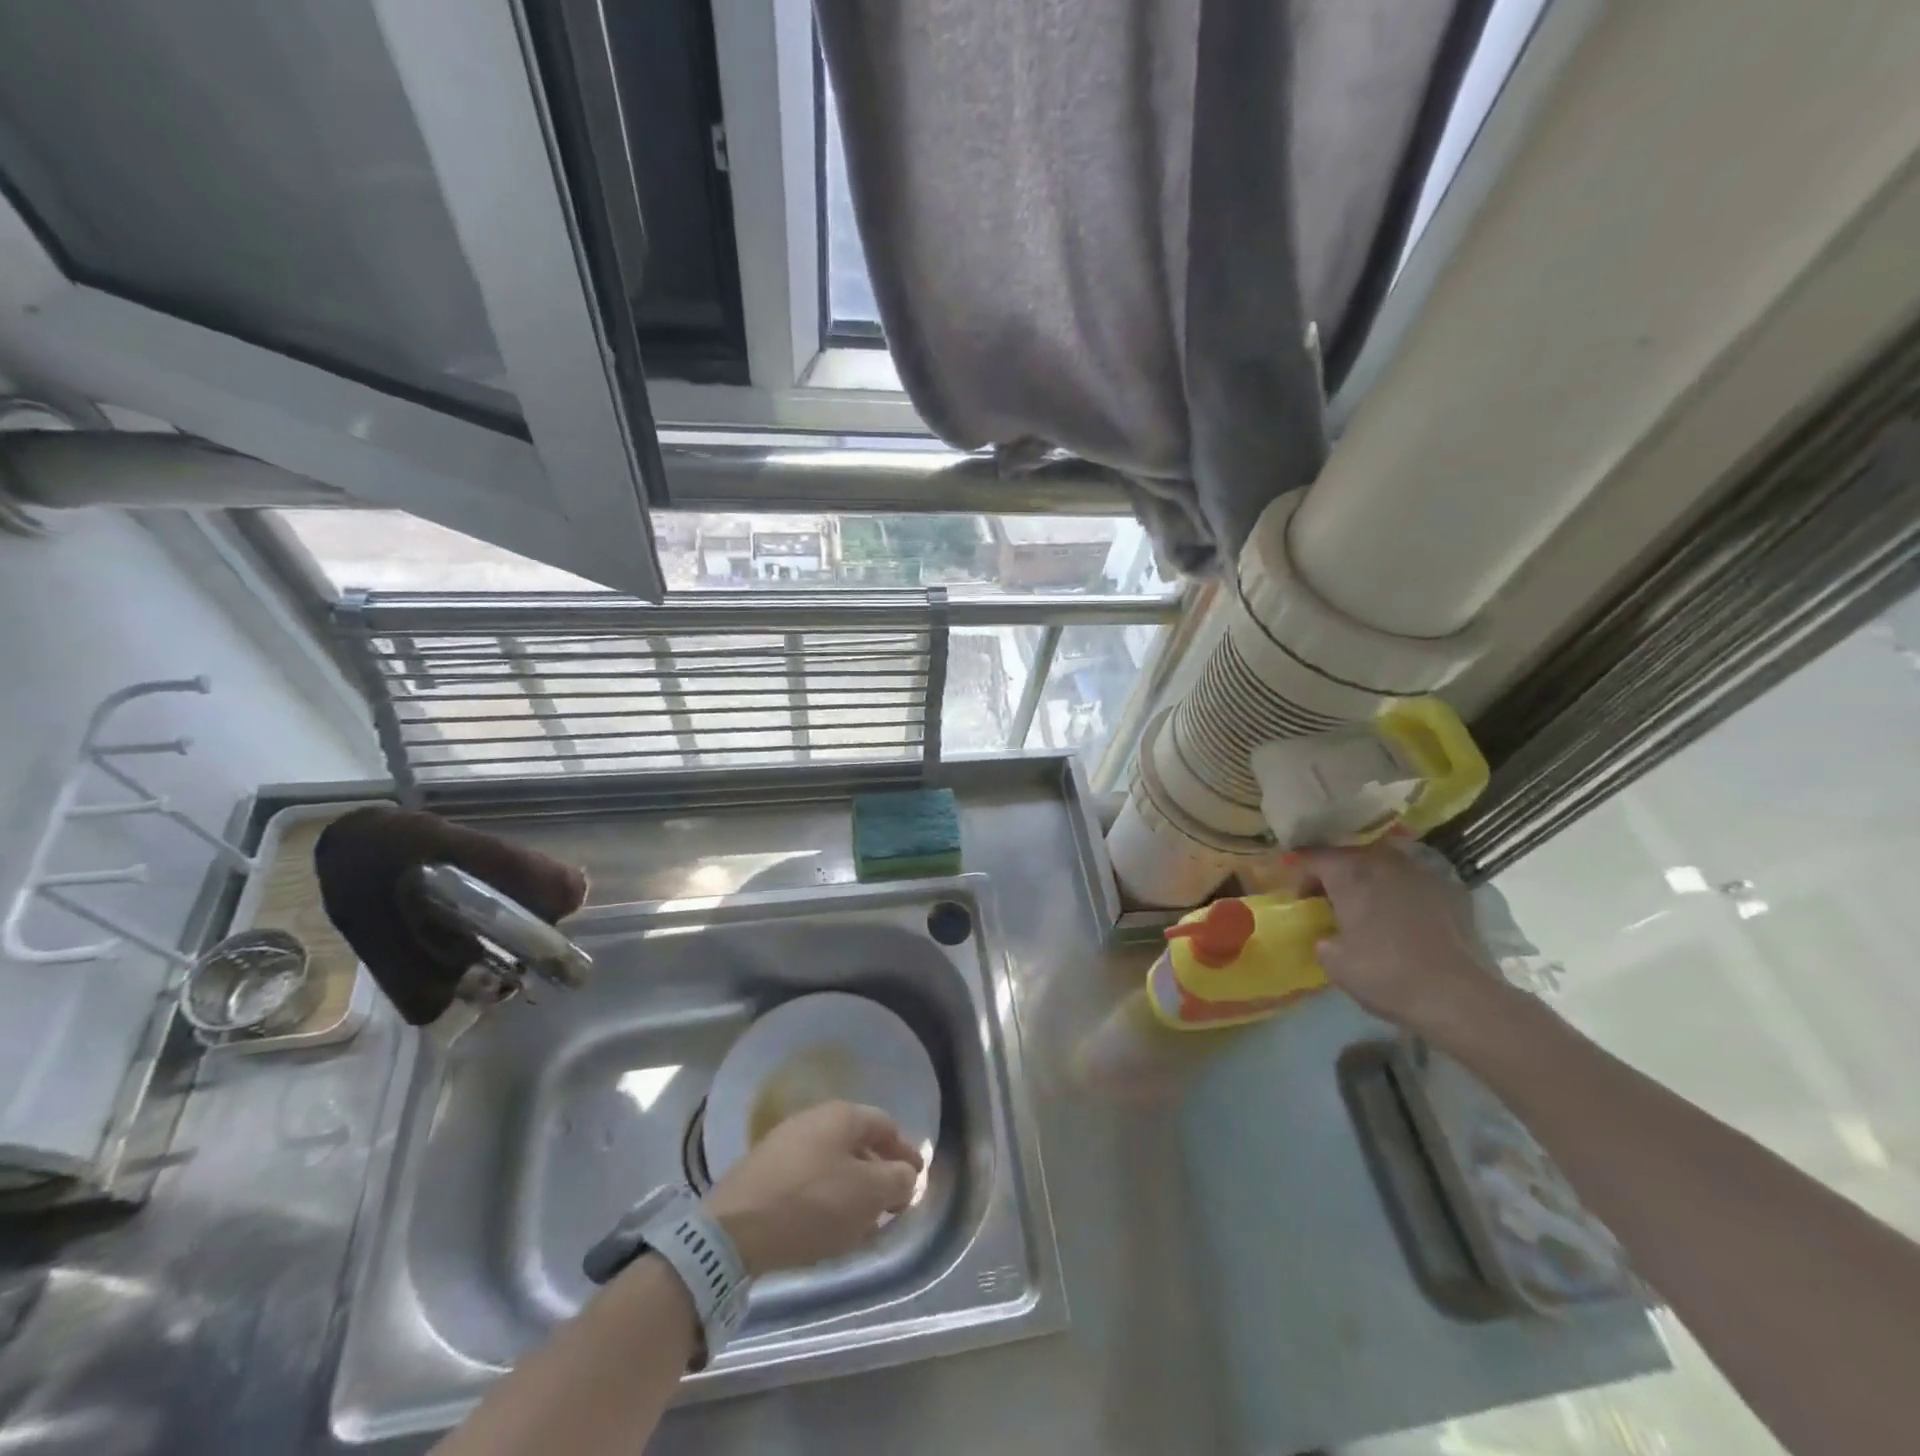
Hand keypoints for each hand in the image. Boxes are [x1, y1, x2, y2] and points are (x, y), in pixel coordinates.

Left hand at [703, 1101, 923, 1277]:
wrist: (733, 1231)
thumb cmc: (811, 1205)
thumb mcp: (867, 1195)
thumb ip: (897, 1180)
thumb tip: (906, 1174)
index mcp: (842, 1115)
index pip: (886, 1126)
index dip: (906, 1152)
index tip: (917, 1179)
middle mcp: (814, 1118)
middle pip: (858, 1143)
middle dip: (878, 1173)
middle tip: (891, 1204)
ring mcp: (785, 1143)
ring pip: (832, 1163)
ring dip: (852, 1189)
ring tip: (861, 1222)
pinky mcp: (763, 1171)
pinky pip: (808, 1179)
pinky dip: (826, 1198)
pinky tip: (826, 1226)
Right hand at [1293, 842, 1513, 1041]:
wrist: (1458, 997)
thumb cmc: (1385, 975)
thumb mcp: (1334, 963)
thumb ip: (1323, 939)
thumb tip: (1329, 936)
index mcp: (1350, 874)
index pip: (1315, 858)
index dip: (1302, 876)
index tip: (1300, 900)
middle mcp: (1384, 862)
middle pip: (1351, 856)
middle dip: (1338, 875)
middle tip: (1331, 901)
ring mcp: (1423, 873)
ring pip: (1387, 866)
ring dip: (1373, 881)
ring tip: (1370, 907)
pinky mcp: (1452, 892)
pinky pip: (1417, 883)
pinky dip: (1405, 893)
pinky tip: (1406, 919)